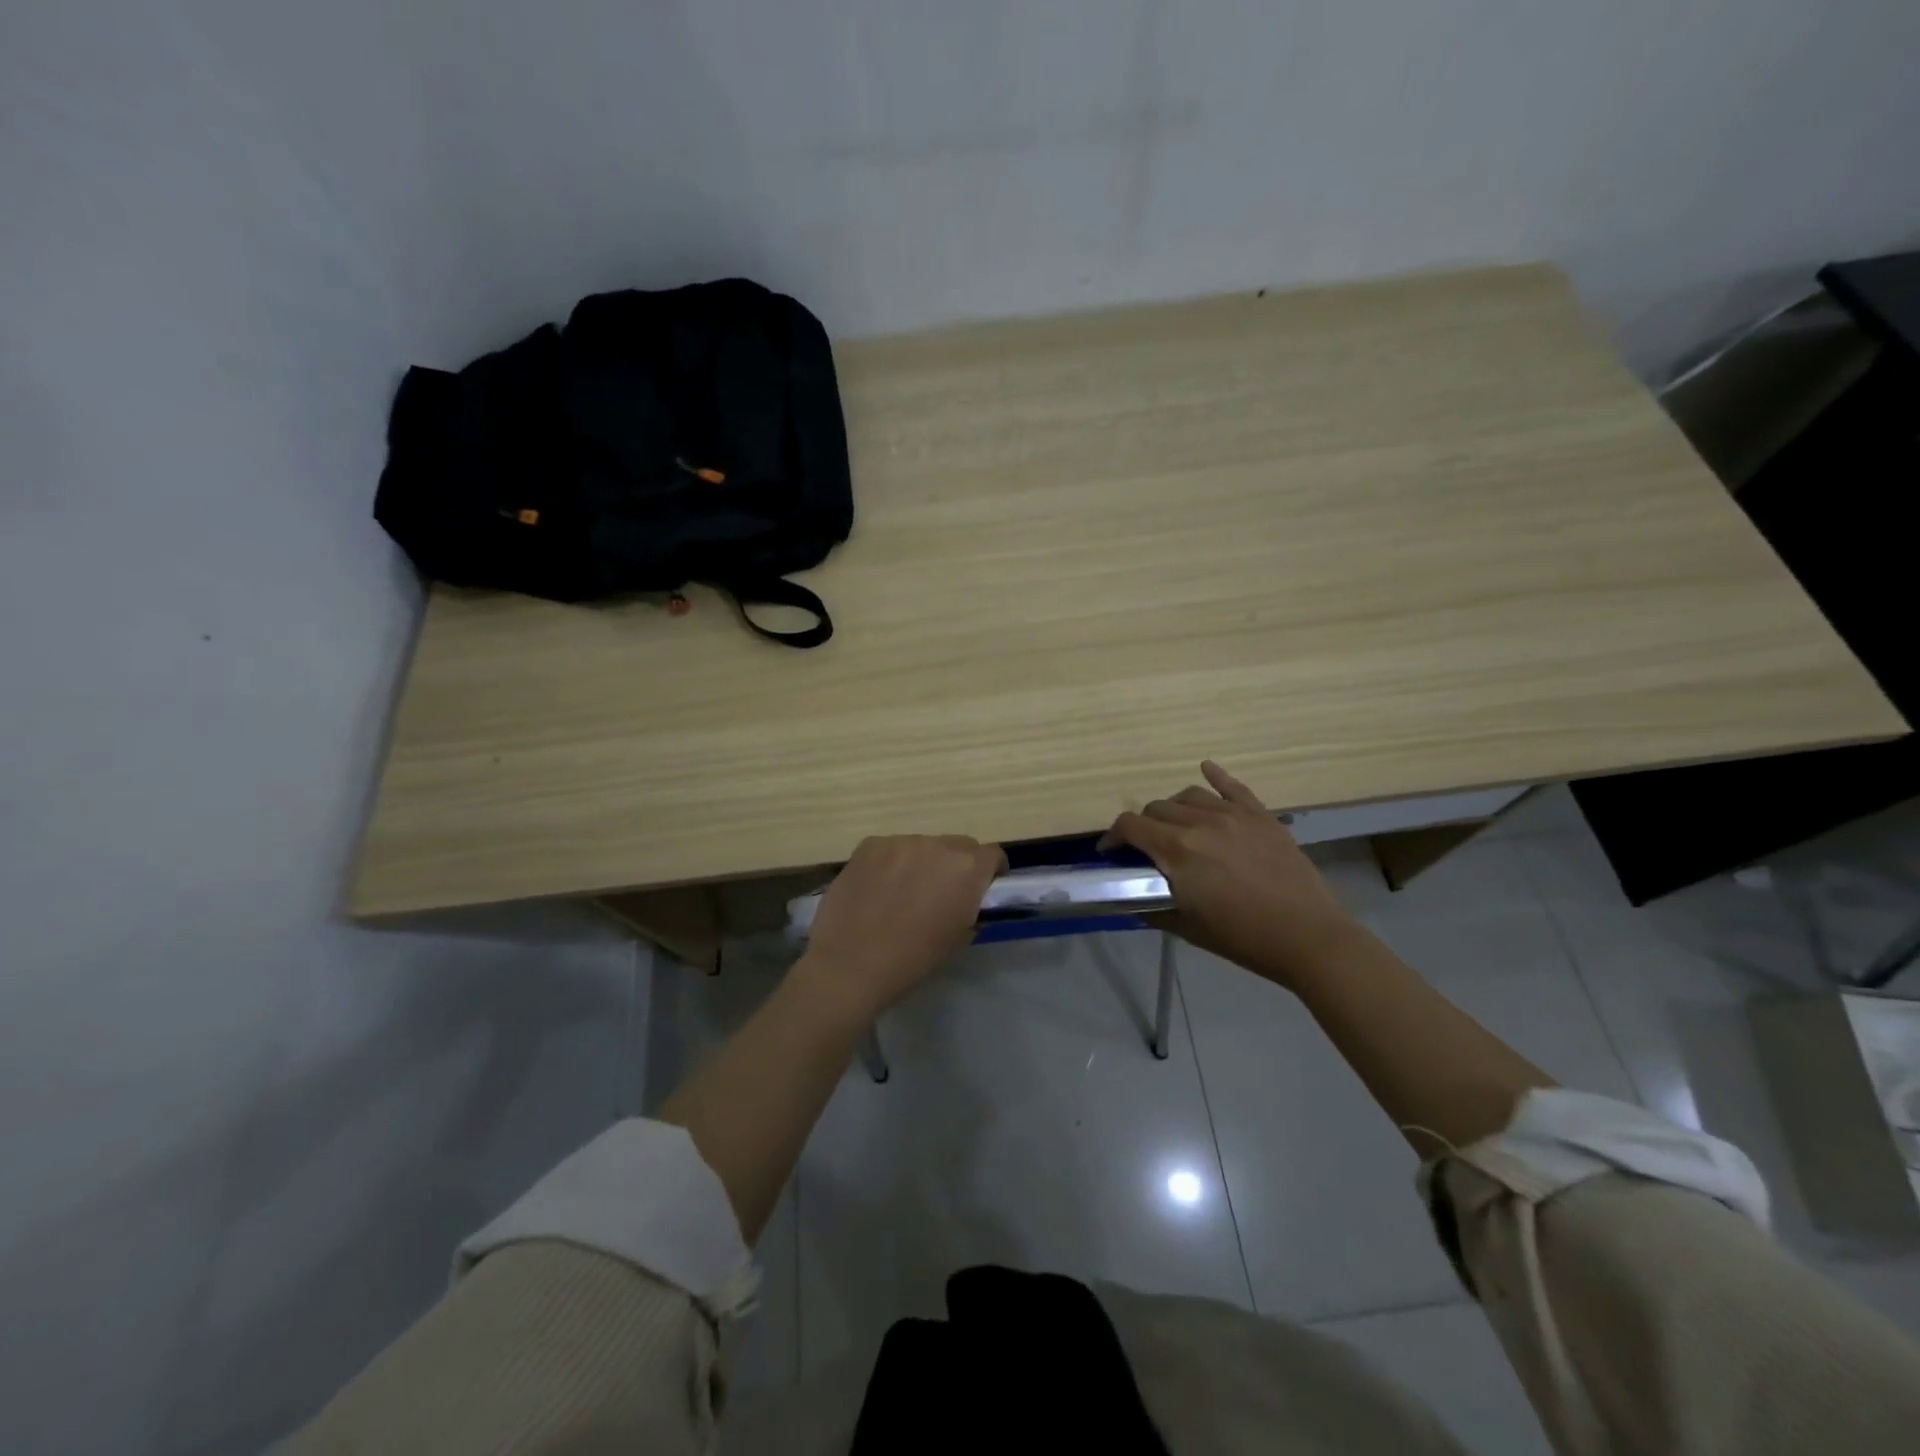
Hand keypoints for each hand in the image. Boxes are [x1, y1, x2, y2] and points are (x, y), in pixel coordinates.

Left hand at [797, 835, 1007, 1020]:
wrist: (852, 964)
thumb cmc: (914, 958)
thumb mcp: (959, 937)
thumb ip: (971, 908)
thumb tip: (968, 899)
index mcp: (966, 868)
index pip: (993, 854)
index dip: (991, 871)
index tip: (983, 888)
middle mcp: (937, 845)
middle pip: (958, 845)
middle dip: (957, 864)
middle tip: (942, 891)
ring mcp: (900, 841)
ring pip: (922, 845)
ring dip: (922, 862)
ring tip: (903, 891)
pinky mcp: (870, 845)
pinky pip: (891, 849)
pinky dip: (891, 863)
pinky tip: (877, 888)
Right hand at [1101, 761, 1356, 989]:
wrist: (1307, 937)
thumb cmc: (1242, 937)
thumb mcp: (1186, 927)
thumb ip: (1152, 906)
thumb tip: (1131, 897)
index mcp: (1177, 849)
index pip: (1131, 826)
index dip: (1113, 836)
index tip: (1110, 851)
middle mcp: (1200, 822)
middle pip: (1157, 808)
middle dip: (1144, 826)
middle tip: (1147, 848)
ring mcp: (1233, 815)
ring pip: (1189, 795)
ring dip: (1174, 809)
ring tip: (1177, 825)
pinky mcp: (1261, 816)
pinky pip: (1233, 787)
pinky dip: (1216, 775)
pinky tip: (1206, 768)